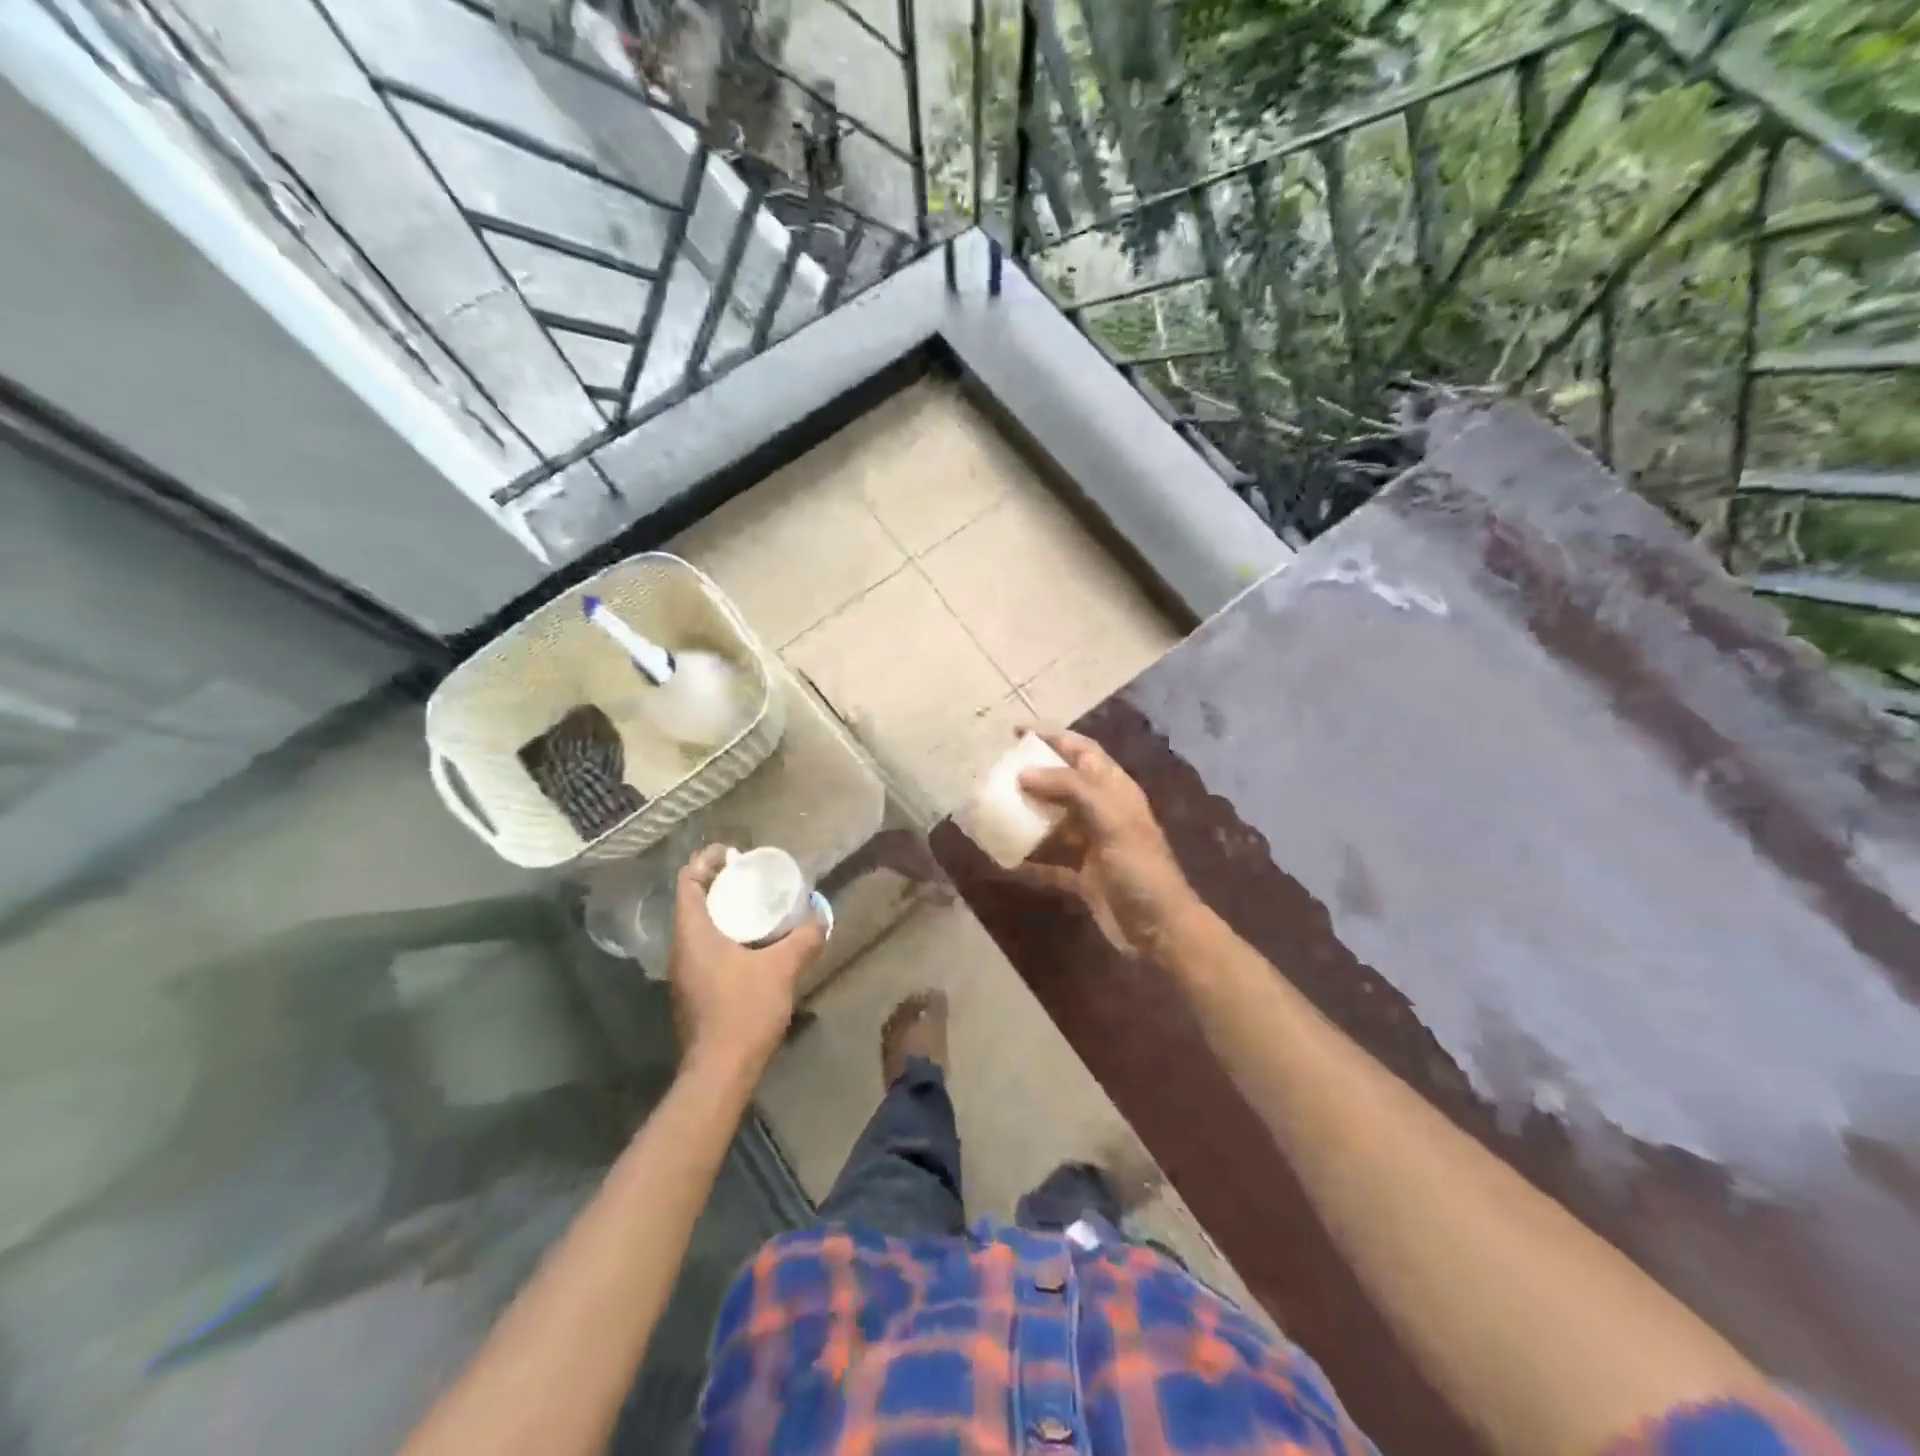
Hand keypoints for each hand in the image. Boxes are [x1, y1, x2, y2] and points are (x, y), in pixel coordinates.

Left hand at [668, 846, 826, 1078]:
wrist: (720, 1072)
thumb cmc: (744, 1010)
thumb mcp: (782, 968)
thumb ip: (804, 939)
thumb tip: (821, 916)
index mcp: (693, 934)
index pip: (688, 881)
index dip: (706, 860)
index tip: (733, 852)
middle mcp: (682, 949)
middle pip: (694, 902)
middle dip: (720, 884)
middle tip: (752, 876)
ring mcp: (685, 973)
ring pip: (700, 928)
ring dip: (724, 911)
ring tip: (757, 905)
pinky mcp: (694, 992)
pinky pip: (707, 949)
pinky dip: (726, 935)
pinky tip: (754, 945)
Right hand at [1015, 729, 1195, 957]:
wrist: (1159, 928)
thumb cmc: (1138, 866)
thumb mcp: (1109, 818)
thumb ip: (1069, 789)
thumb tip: (1024, 773)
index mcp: (1115, 790)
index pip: (1082, 751)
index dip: (1053, 737)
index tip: (1017, 731)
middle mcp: (1103, 813)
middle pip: (1064, 784)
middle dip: (1033, 776)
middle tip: (998, 772)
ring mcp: (1092, 846)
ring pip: (1053, 823)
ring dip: (1026, 817)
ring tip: (993, 809)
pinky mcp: (1082, 877)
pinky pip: (1048, 863)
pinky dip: (1027, 861)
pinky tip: (1002, 858)